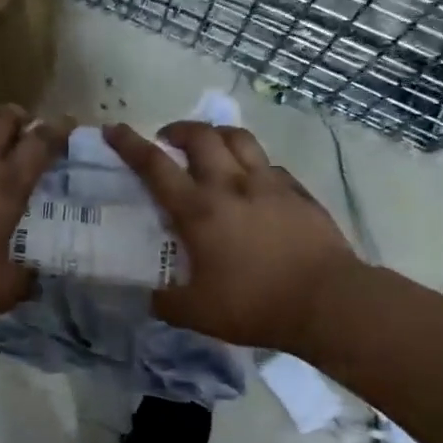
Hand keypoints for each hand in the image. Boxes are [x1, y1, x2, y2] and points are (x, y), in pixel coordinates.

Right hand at [105, 121, 361, 354]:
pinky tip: (253, 182)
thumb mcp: (197, 314)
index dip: (130, 144)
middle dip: (178, 129)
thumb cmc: (255, 305)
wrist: (328, 302)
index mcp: (198, 210)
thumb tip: (151, 297)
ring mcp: (269, 184)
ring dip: (216, 135)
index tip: (114, 129)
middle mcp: (230, 185)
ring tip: (209, 147)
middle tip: (168, 140)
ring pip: (239, 138)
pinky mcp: (298, 192)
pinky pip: (269, 165)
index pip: (155, 165)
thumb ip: (167, 302)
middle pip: (201, 136)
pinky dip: (252, 164)